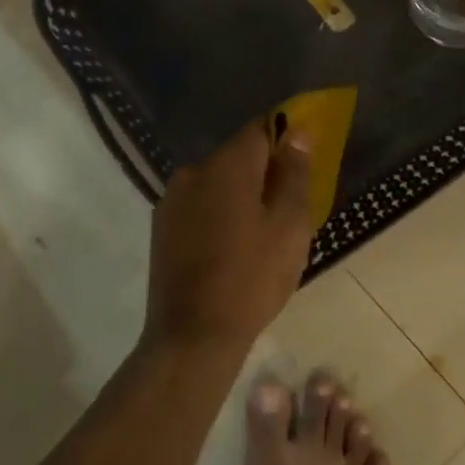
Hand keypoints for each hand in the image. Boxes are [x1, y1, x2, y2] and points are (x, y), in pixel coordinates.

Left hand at [146, 117, 313, 352]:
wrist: (193, 335)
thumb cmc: (252, 278)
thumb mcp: (290, 226)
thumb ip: (295, 174)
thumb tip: (297, 134)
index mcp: (227, 165)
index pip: (261, 128)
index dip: (285, 139)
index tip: (302, 164)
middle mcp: (194, 171)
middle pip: (237, 156)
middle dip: (264, 172)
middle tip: (287, 208)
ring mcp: (172, 199)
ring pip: (217, 182)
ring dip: (239, 194)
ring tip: (259, 233)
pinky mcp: (161, 226)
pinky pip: (199, 204)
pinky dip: (218, 213)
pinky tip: (230, 247)